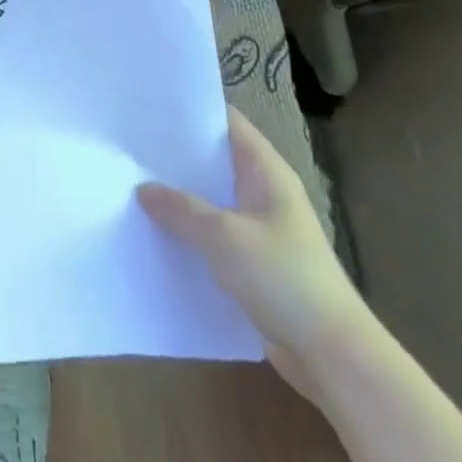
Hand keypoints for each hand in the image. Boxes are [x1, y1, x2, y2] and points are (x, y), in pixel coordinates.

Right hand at [138, 108, 368, 398]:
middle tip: (129, 145)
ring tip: (132, 184)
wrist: (333, 356)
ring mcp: (259, 227)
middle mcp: (263, 191)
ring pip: (211, 198)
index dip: (190, 110)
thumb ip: (181, 208)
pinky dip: (188, 230)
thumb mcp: (224, 237)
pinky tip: (155, 232)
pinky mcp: (253, 261)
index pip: (226, 121)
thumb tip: (143, 188)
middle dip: (176, 153)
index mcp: (266, 171)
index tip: (149, 105)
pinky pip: (213, 233)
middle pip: (214, 159)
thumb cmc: (284, 279)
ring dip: (179, 195)